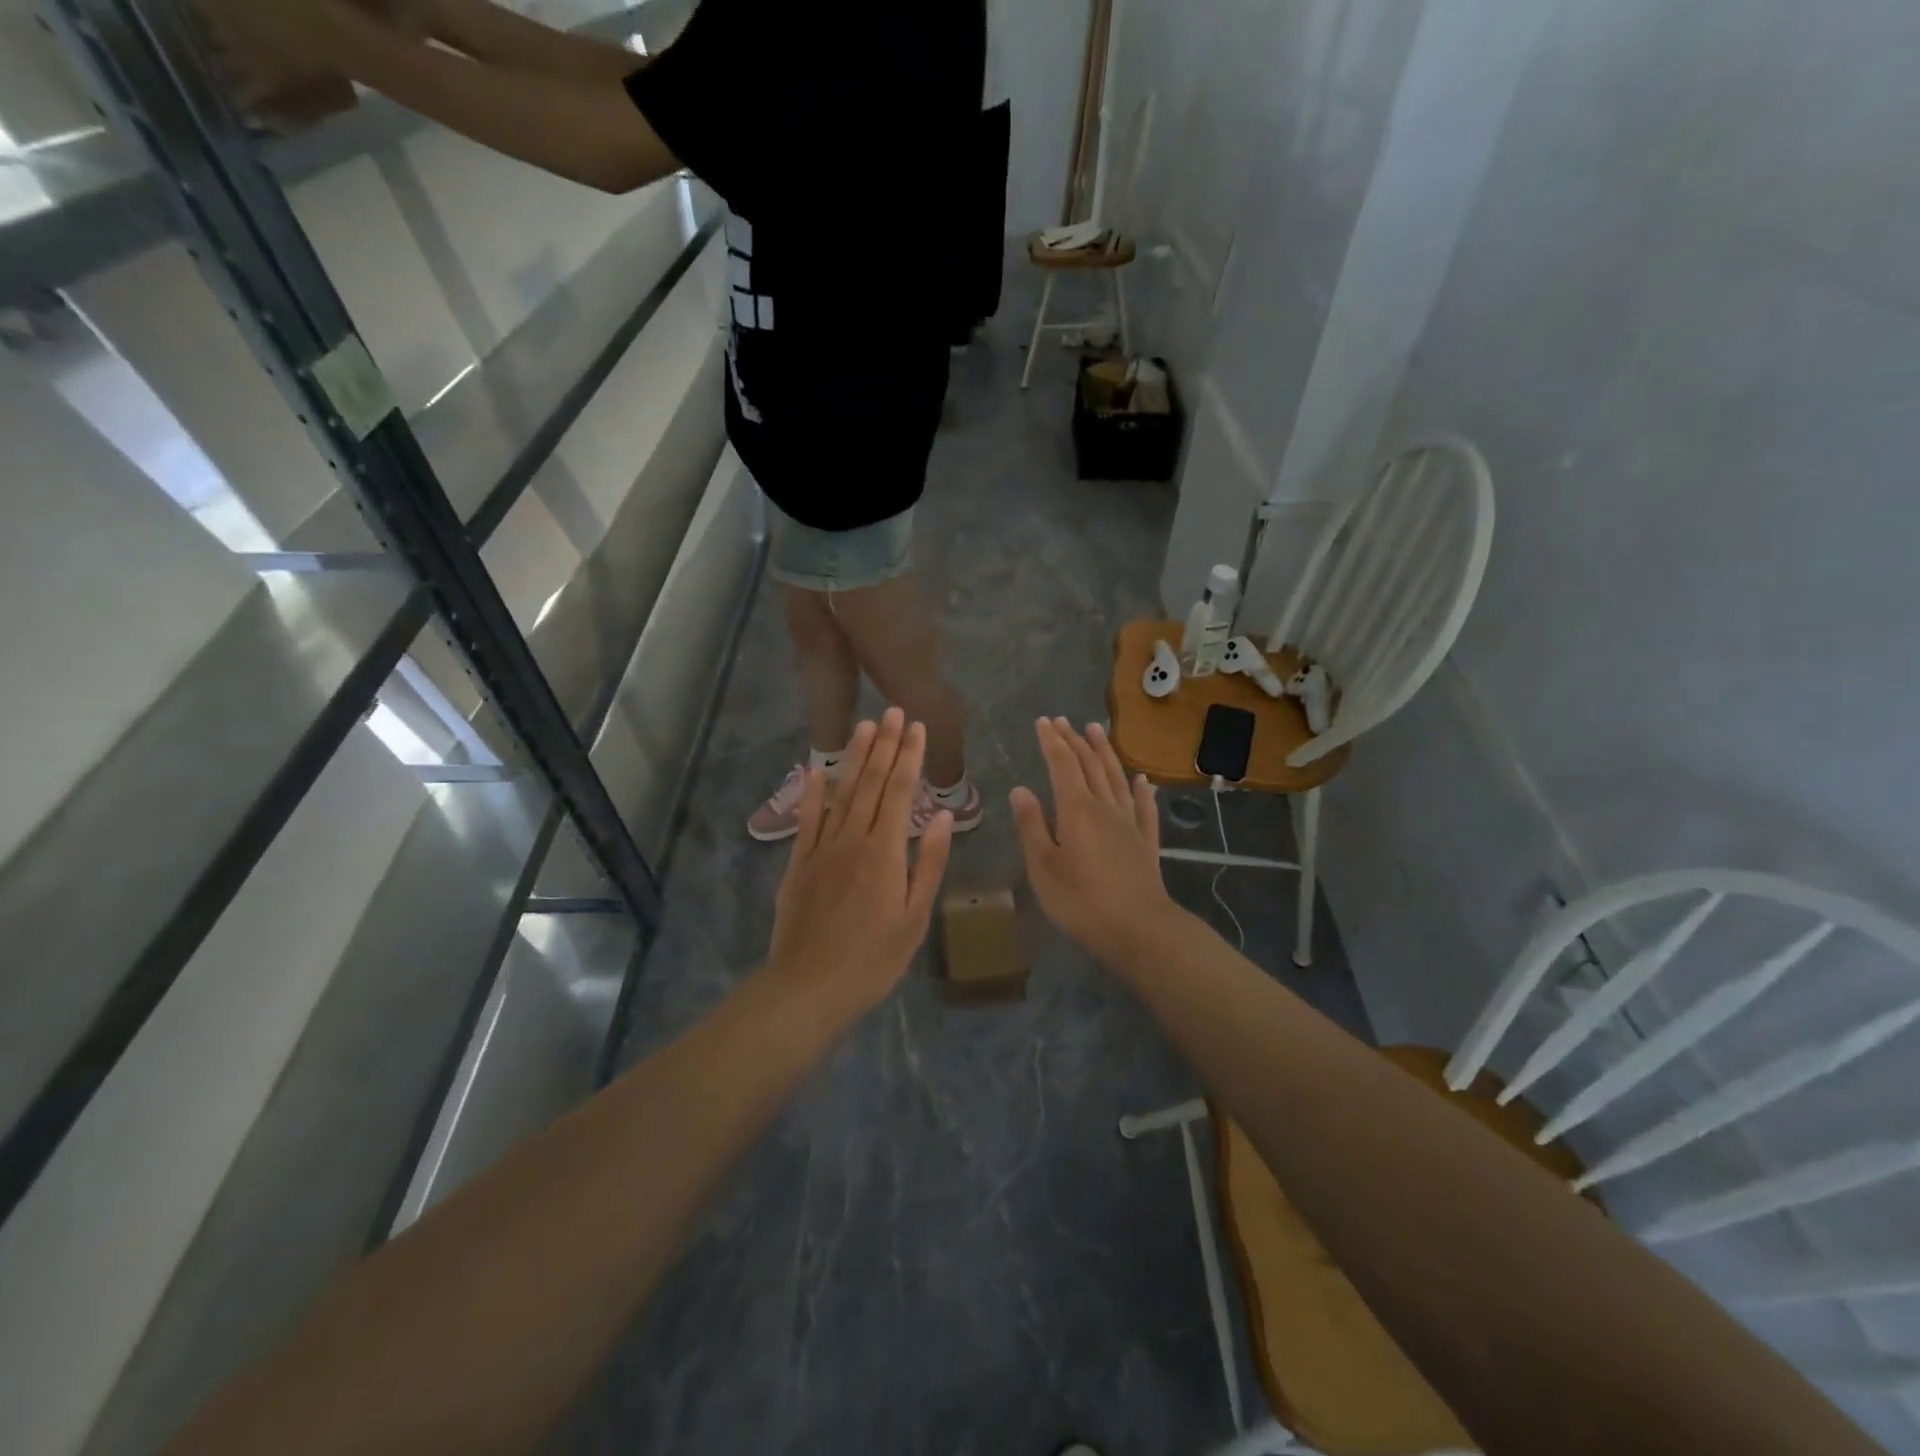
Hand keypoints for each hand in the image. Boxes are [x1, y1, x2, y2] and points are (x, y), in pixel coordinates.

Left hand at [767, 708, 953, 1015]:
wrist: (809, 987)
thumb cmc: (873, 959)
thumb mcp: (914, 918)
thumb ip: (928, 863)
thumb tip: (941, 816)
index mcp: (885, 852)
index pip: (899, 792)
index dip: (909, 757)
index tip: (917, 727)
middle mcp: (852, 840)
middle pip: (870, 783)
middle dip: (884, 746)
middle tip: (893, 711)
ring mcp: (821, 849)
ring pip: (841, 793)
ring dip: (854, 758)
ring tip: (865, 726)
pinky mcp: (798, 863)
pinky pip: (806, 820)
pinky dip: (811, 792)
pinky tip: (816, 769)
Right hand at [1010, 717, 1175, 963]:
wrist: (1139, 929)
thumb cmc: (1081, 902)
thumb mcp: (1043, 867)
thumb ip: (1031, 825)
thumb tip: (1020, 789)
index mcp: (1076, 810)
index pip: (1062, 765)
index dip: (1052, 742)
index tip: (1043, 721)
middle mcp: (1105, 807)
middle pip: (1089, 765)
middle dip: (1074, 740)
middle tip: (1063, 721)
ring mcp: (1129, 823)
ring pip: (1116, 777)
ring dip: (1105, 752)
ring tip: (1096, 730)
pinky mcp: (1146, 841)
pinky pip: (1144, 806)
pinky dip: (1140, 789)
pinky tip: (1141, 779)